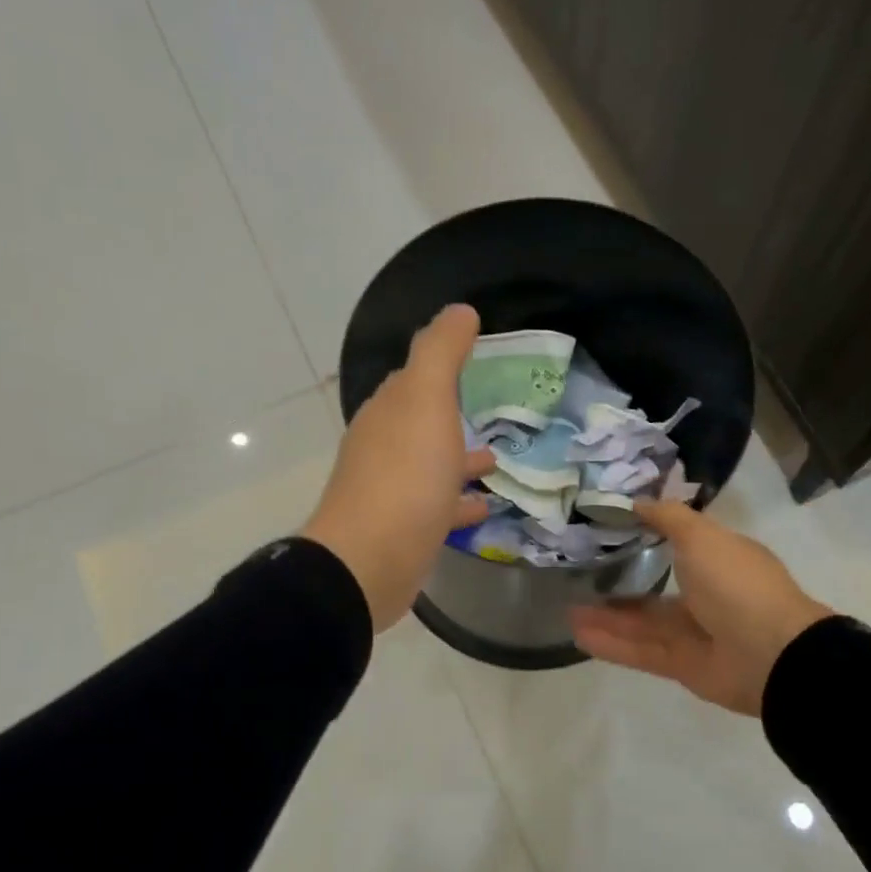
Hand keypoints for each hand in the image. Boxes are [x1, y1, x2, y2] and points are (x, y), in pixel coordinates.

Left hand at [305, 304, 496, 632]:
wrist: (371, 561)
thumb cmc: (405, 475)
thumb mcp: (427, 400)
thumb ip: (442, 352)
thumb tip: (460, 310)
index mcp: (388, 412)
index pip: (412, 379)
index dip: (440, 367)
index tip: (476, 361)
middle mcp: (385, 448)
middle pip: (422, 423)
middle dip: (452, 415)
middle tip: (493, 411)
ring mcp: (393, 492)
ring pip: (432, 466)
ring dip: (460, 459)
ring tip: (500, 459)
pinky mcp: (406, 530)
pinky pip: (439, 507)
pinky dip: (461, 501)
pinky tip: (487, 505)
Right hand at [570, 499, 830, 715]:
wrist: (770, 654)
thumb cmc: (736, 584)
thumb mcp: (701, 535)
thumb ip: (667, 517)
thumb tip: (636, 502)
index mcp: (719, 560)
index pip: (680, 545)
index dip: (647, 536)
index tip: (609, 530)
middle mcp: (708, 595)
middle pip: (655, 589)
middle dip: (620, 584)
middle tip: (581, 575)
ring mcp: (695, 633)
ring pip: (643, 623)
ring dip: (607, 617)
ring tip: (568, 609)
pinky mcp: (682, 665)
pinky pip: (640, 651)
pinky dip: (611, 644)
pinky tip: (578, 635)